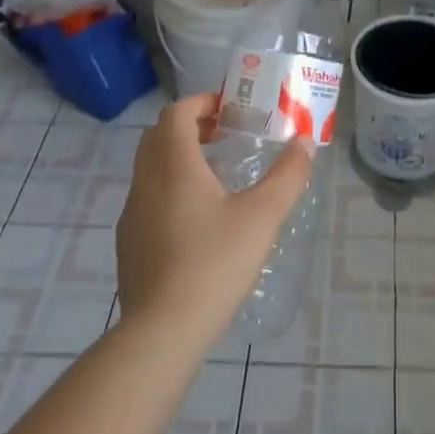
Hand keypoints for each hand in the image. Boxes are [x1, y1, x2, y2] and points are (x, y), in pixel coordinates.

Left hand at [115, 94, 314, 342]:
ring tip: (216, 174)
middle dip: (190, 126)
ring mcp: (132, 213)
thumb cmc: (215, 263)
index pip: (177, 112)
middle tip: (225, 134)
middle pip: (159, 135)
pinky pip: (147, 197)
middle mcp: (146, 181)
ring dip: (178, 157)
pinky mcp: (129, 242)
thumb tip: (305, 143)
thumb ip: (288, 175)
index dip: (202, 102)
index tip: (230, 108)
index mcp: (174, 165)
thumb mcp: (263, 216)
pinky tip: (197, 219)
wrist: (163, 331)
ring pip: (150, 167)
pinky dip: (169, 188)